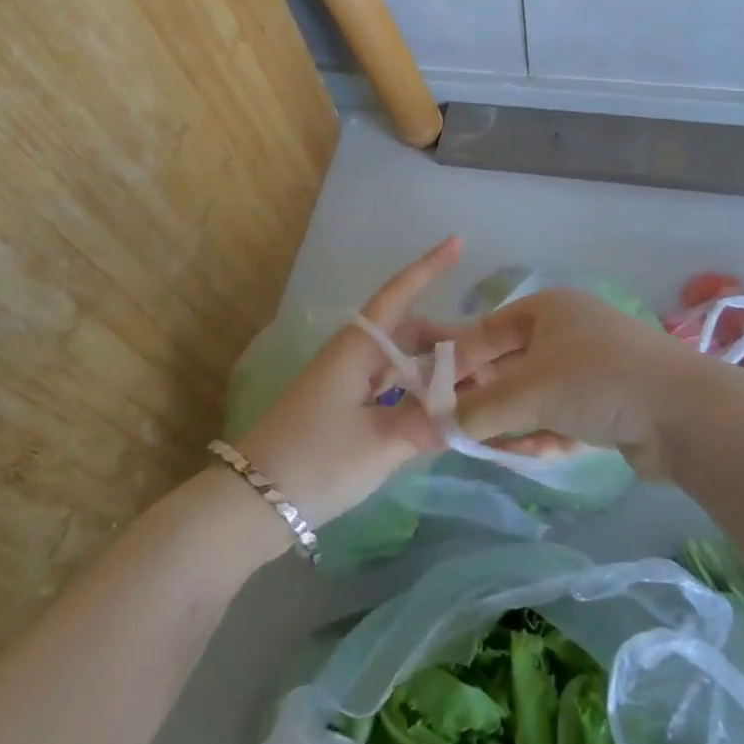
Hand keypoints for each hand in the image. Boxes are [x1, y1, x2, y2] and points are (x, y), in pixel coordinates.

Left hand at [236, 237, 460, 528]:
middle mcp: (354, 355)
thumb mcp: (381, 443)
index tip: (458, 242)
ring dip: (437, 371)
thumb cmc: (316, 460)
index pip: (399, 294)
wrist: (251, 502)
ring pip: (403, 362)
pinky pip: (392, 387)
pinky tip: (442, 413)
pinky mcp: (343, 408)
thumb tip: (471, 412)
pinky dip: (419, 393)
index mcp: (358, 348)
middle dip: (451, 341)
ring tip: (476, 389)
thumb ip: (429, 422)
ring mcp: (347, 382)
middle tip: (492, 361)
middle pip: (411, 333)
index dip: (429, 267)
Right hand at [449, 287, 706, 479]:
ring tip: (492, 450)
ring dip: (515, 424)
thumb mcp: (527, 392)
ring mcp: (590, 368)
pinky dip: (547, 435)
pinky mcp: (609, 404)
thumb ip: (477, 409)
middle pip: (510, 367)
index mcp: (546, 310)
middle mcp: (566, 332)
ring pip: (535, 397)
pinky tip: (537, 454)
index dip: (457, 361)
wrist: (683, 413)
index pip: (486, 331)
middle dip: (486, 401)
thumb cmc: (595, 380)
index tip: (432, 395)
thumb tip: (434, 424)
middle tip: (457, 431)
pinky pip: (562, 416)